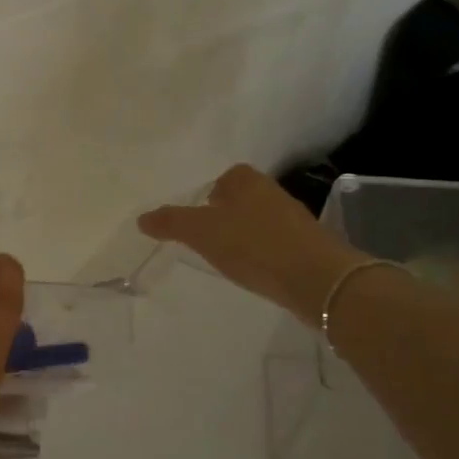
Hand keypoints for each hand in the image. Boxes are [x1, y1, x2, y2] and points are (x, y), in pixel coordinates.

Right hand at [138, 164, 366, 322]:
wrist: (316, 279)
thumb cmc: (253, 245)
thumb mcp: (201, 232)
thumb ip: (170, 222)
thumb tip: (142, 218)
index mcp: (247, 180)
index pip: (223, 178)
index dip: (208, 196)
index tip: (196, 219)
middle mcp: (272, 192)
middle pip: (241, 200)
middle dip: (224, 216)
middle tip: (205, 240)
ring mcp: (294, 220)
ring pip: (258, 222)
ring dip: (243, 237)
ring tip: (227, 259)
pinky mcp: (307, 247)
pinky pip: (274, 244)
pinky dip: (261, 255)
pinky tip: (253, 272)